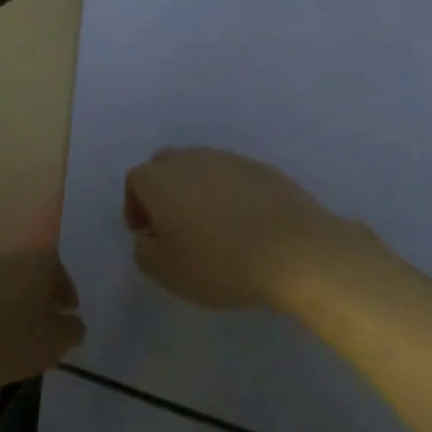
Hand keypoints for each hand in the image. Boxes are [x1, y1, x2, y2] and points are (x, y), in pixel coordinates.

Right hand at [124, 147, 361, 311]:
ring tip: (210, 226)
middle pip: (165, 165)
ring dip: (196, 190)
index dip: (134, 208)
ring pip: (200, 167)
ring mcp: (230, 160)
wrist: (297, 253)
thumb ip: (144, 250)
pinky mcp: (263, 169)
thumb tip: (149, 235)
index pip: (135, 182)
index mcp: (161, 180)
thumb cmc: (221, 264)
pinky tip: (243, 223)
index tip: (147, 235)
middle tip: (174, 226)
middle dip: (163, 192)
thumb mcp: (166, 272)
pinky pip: (232, 175)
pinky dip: (228, 193)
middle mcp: (191, 160)